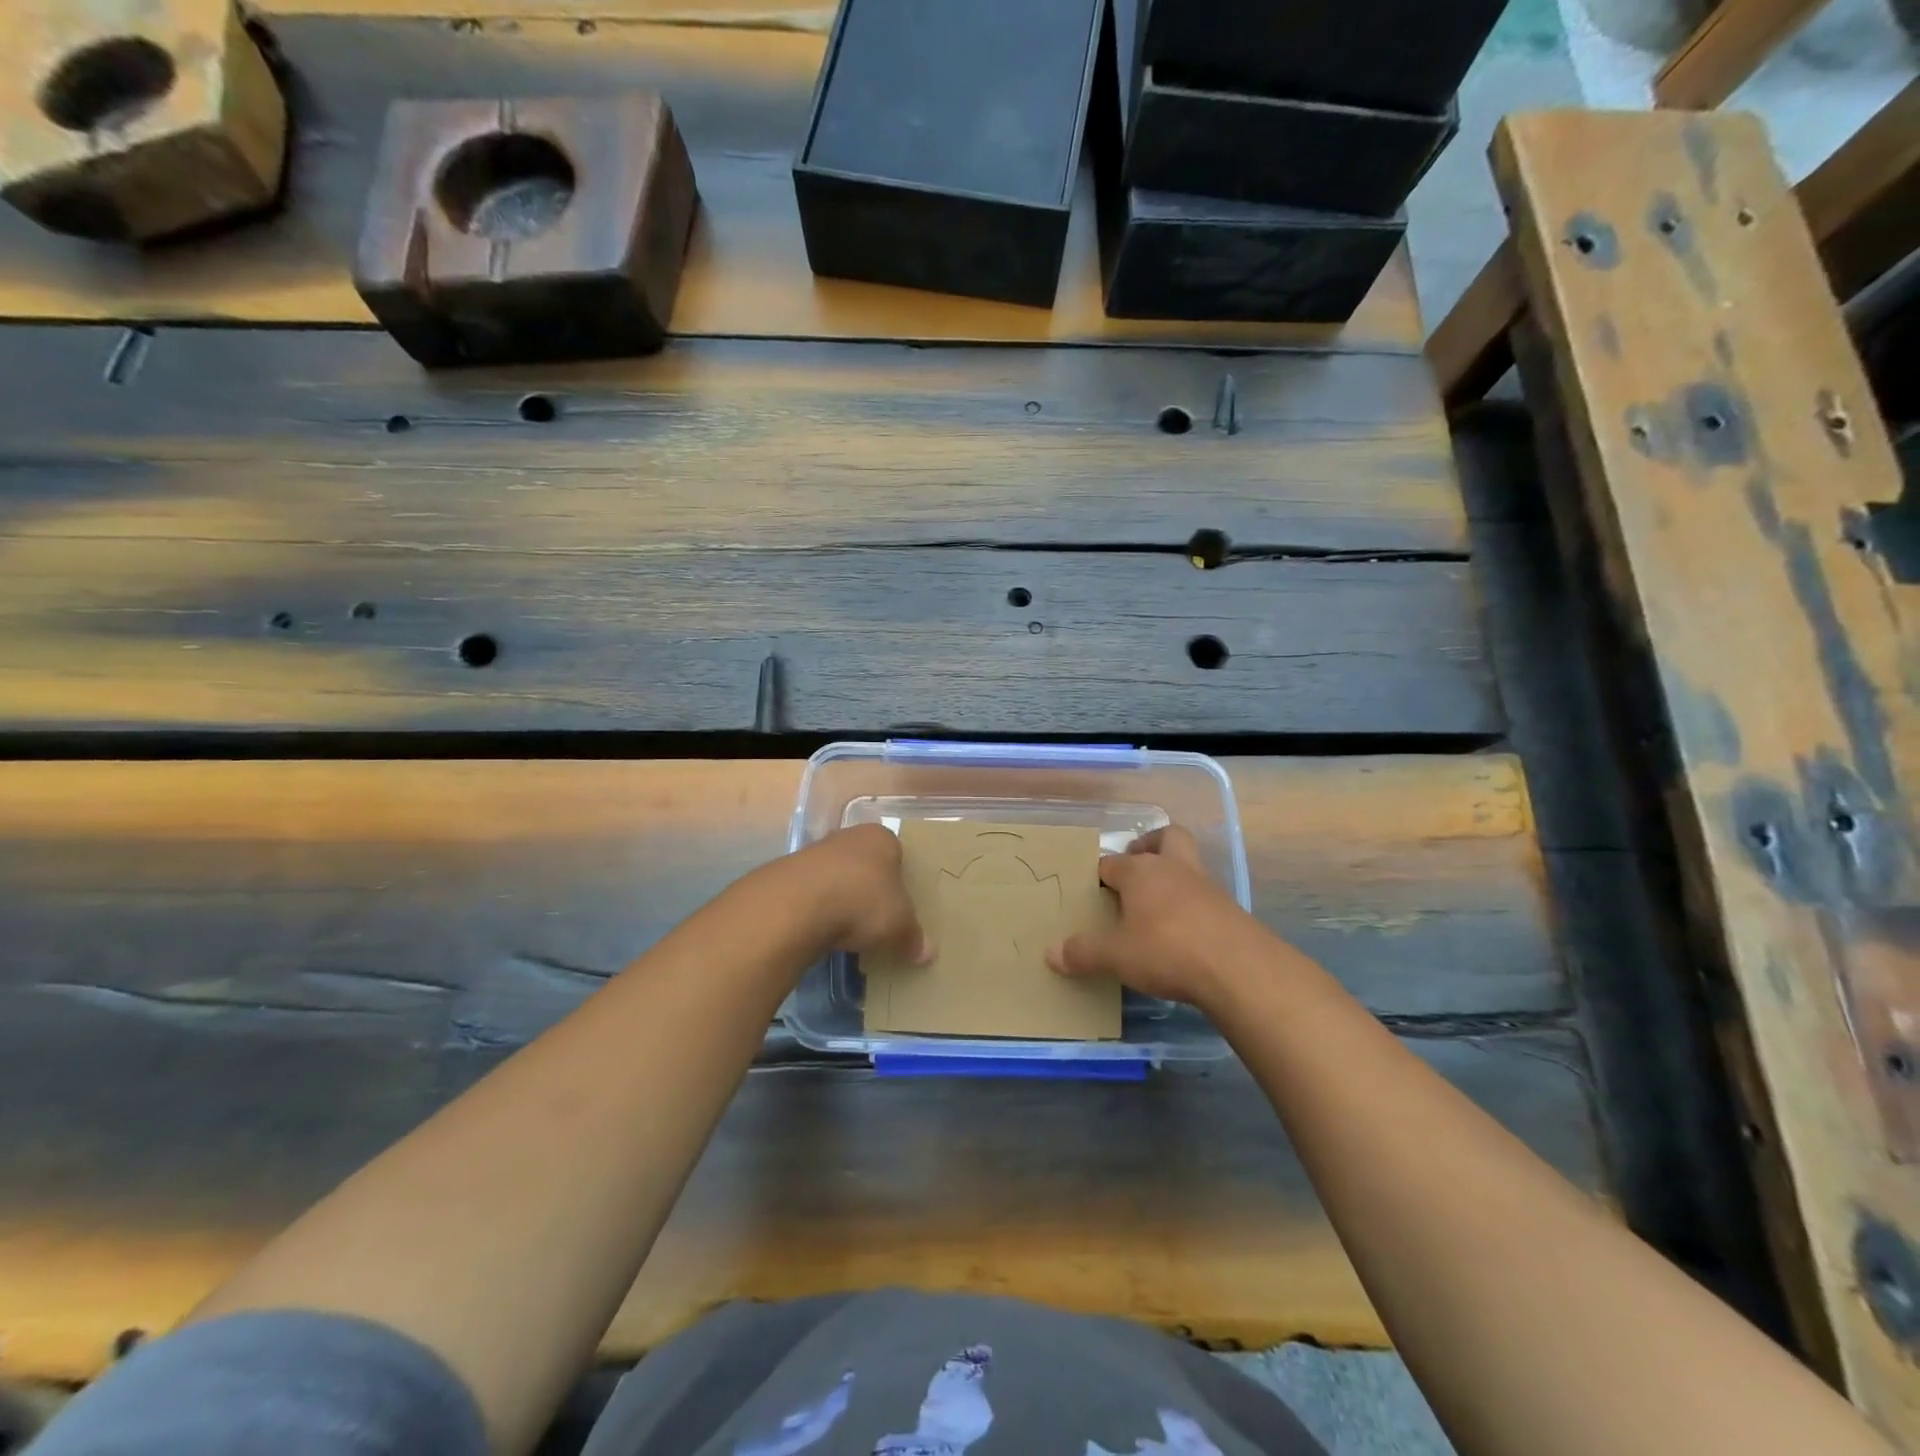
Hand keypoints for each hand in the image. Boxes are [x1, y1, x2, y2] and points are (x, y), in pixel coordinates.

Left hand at [794, 823, 931, 963]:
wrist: (797, 905)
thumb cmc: (862, 902)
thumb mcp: (899, 925)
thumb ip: (913, 937)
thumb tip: (928, 953)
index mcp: (881, 838)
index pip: (897, 855)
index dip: (901, 881)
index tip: (901, 907)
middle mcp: (848, 836)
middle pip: (866, 864)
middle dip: (870, 889)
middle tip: (878, 920)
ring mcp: (814, 852)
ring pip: (837, 877)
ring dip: (841, 900)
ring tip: (848, 931)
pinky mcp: (788, 874)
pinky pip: (813, 893)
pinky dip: (818, 910)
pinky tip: (821, 931)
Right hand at [1045, 826, 1260, 1005]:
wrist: (1239, 968)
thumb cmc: (1167, 950)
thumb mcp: (1116, 956)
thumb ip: (1083, 953)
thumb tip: (1050, 953)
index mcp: (1140, 871)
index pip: (1110, 863)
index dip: (1099, 876)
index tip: (1091, 892)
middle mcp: (1174, 868)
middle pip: (1165, 838)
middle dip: (1150, 846)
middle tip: (1136, 868)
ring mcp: (1207, 886)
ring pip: (1188, 865)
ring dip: (1173, 877)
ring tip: (1157, 908)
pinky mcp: (1230, 910)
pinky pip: (1205, 897)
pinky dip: (1192, 906)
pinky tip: (1183, 932)